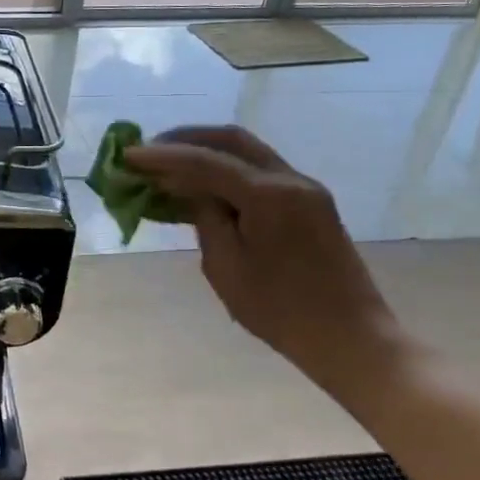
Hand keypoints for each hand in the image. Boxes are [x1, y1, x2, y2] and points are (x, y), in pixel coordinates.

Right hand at [122, 126, 392, 373]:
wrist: (352, 340)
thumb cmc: (281, 311)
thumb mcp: (225, 267)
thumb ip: (204, 217)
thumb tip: (188, 189)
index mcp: (269, 195)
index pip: (205, 161)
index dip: (162, 156)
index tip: (127, 155)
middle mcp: (290, 179)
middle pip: (230, 140)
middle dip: (186, 140)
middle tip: (149, 151)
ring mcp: (304, 189)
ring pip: (247, 151)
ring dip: (206, 152)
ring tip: (169, 165)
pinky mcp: (309, 203)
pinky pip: (260, 171)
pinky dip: (226, 169)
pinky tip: (203, 184)